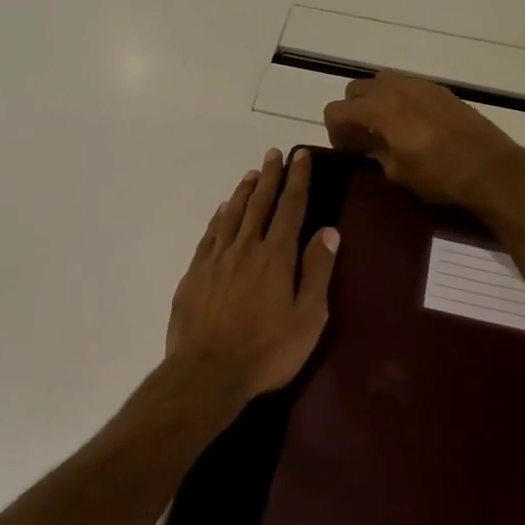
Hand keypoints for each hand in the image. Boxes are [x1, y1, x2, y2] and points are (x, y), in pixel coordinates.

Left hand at [165, 147, 339, 407]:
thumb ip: (317, 271)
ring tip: (251, 174)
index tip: (301, 157)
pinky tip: (222, 211)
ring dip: (243, 192)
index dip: (297, 180)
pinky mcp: (195, 272)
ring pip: (232, 214)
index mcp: (276, 256)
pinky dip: (219, 218)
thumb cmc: (267, 351)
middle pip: (260, 203)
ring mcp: (217, 258)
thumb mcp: (308, 318)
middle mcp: (246, 247)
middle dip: (270, 177)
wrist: (207, 371)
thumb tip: (329, 231)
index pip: (291, 208)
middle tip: (273, 154)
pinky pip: (210, 234)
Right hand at [322, 71, 524, 219]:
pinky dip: (400, 99)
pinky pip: (408, 85)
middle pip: (356, 88)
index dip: (334, 130)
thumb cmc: (439, 176)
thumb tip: (371, 146)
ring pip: (382, 80)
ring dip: (375, 100)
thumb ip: (376, 153)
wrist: (490, 168)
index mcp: (380, 110)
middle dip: (352, 110)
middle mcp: (396, 89)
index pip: (336, 109)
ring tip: (386, 127)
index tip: (345, 150)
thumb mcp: (398, 173)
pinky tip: (413, 124)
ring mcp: (421, 86)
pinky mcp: (441, 90)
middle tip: (361, 137)